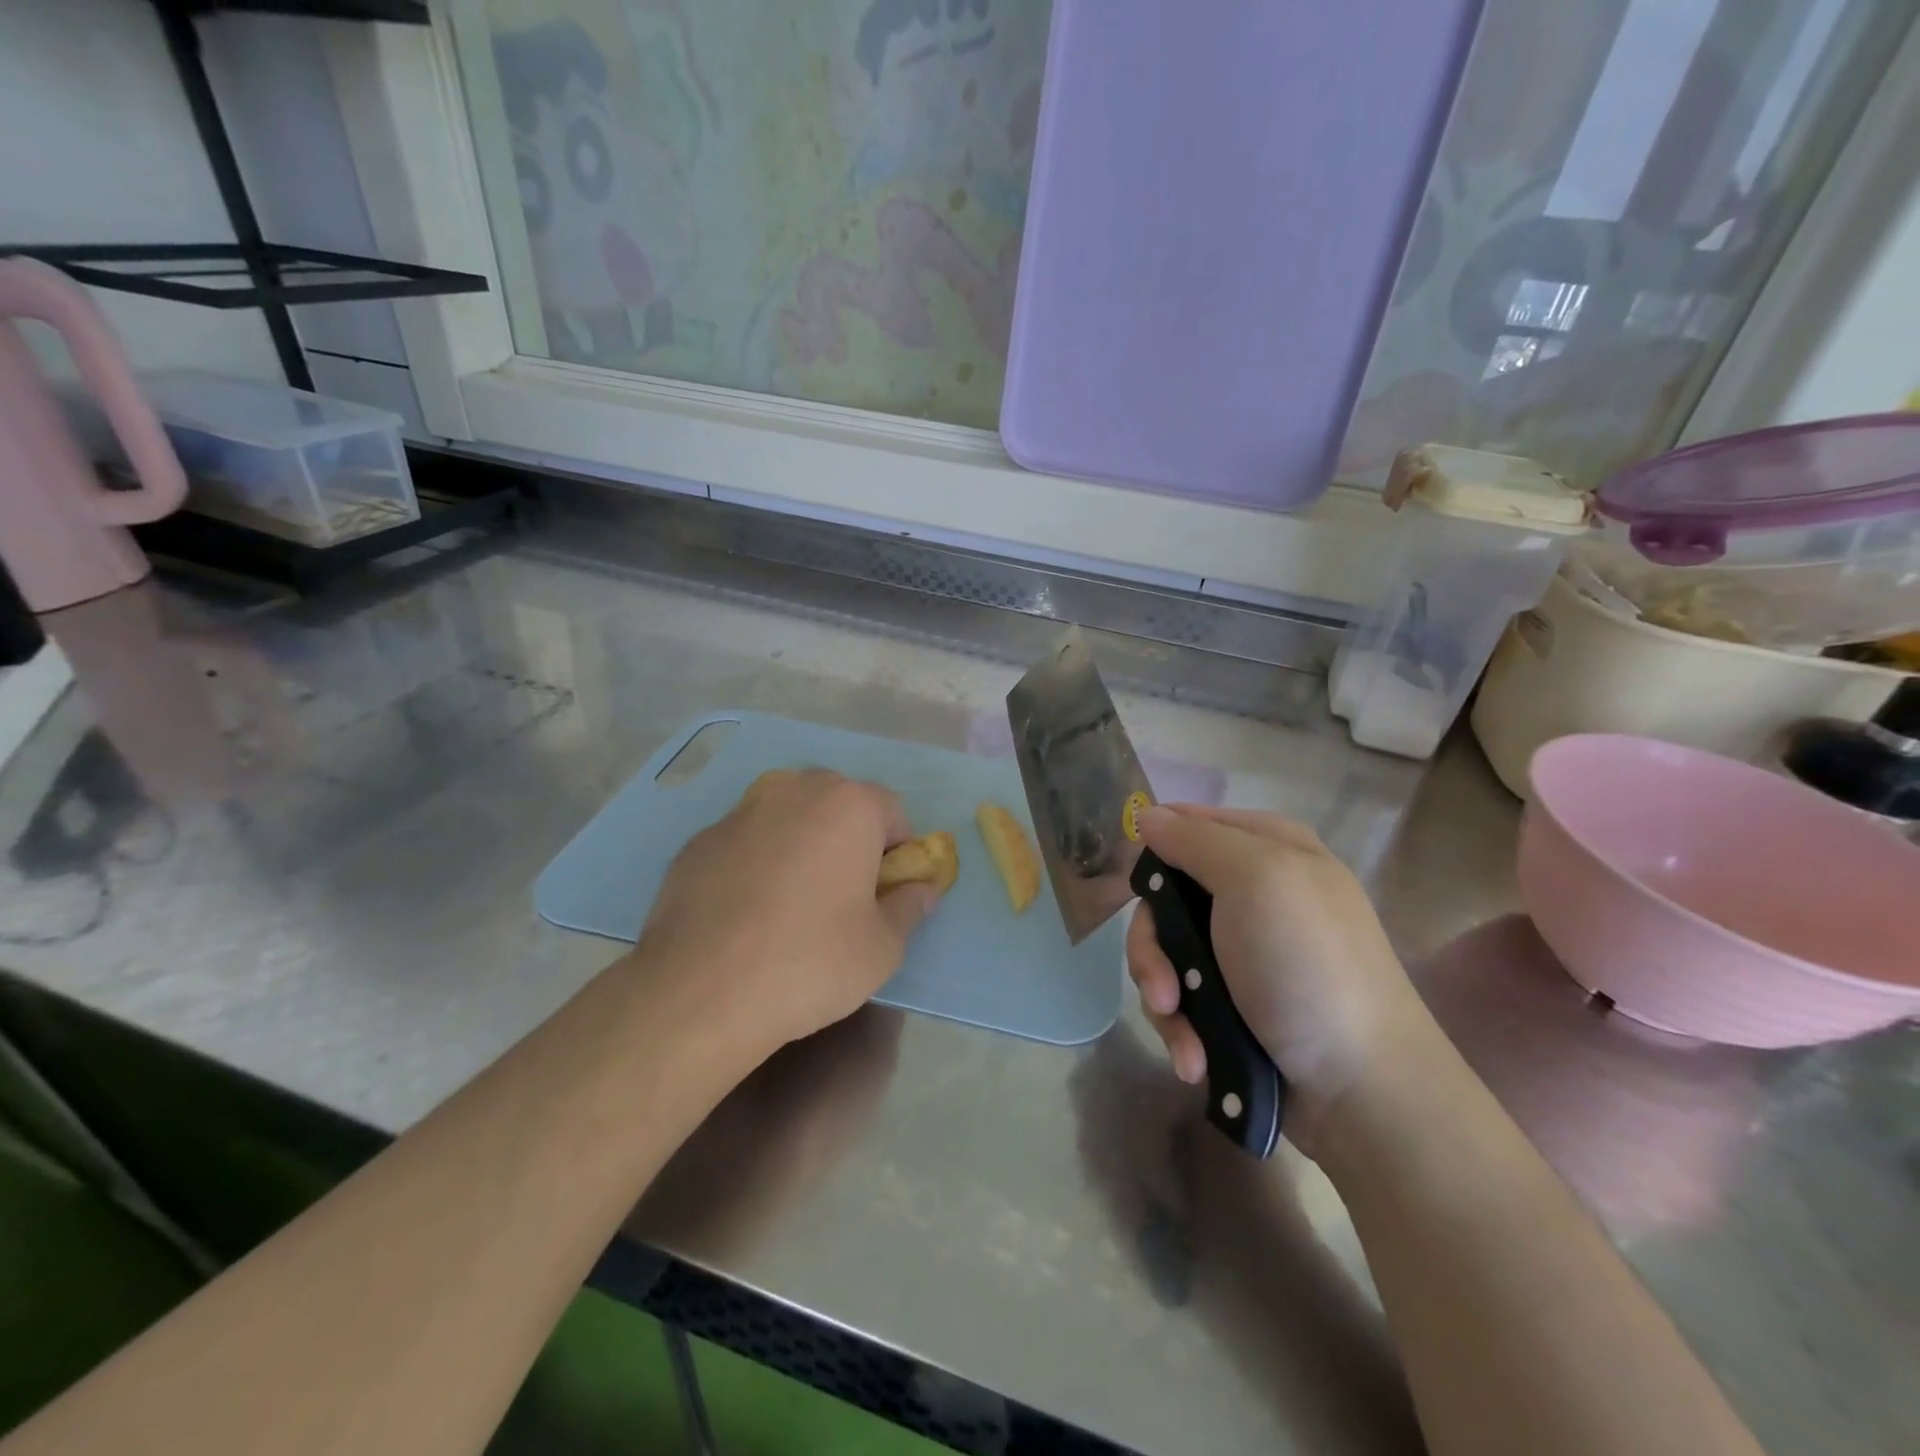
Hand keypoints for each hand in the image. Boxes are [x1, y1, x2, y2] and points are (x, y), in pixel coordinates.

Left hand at [636, 769, 940, 1054]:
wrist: (701, 992)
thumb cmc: (812, 961)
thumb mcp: (883, 947)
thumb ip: (910, 907)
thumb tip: (922, 889)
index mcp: (848, 806)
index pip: (892, 811)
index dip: (898, 851)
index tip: (887, 891)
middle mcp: (794, 792)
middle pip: (837, 803)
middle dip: (849, 837)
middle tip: (844, 892)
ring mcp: (740, 812)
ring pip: (788, 816)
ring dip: (801, 843)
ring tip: (792, 901)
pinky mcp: (698, 841)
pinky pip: (745, 841)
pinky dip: (756, 862)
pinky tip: (747, 912)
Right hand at [1126, 805, 1434, 1148]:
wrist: (1361, 1090)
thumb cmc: (1306, 967)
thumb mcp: (1255, 879)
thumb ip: (1195, 839)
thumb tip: (1146, 815)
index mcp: (1269, 846)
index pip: (1186, 823)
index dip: (1156, 852)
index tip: (1139, 891)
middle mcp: (1255, 892)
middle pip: (1166, 897)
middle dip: (1154, 947)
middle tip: (1164, 988)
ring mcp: (1244, 951)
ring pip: (1168, 953)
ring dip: (1165, 996)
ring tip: (1184, 1033)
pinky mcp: (1236, 1002)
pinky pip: (1184, 997)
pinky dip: (1184, 1028)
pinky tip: (1195, 1057)